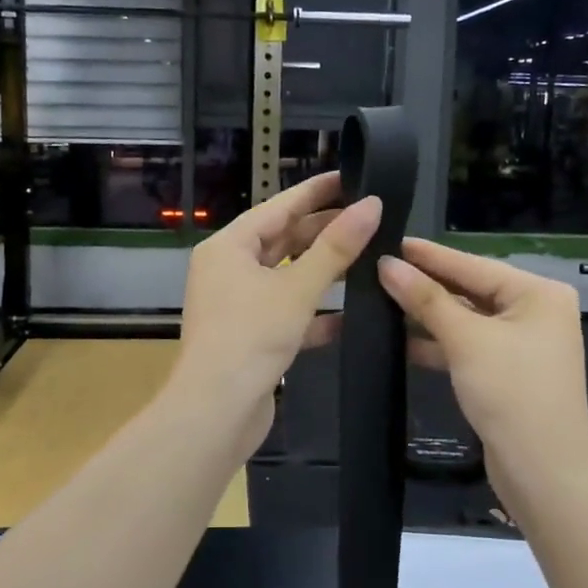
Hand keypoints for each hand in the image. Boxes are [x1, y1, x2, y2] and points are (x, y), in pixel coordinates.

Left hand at [171, 173, 382, 458]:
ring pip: (287, 277)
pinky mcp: (250, 336)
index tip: (351, 176)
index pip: (278, 207)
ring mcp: (238, 304)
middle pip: (282, 240)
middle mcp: (228, 270)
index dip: (316, 191)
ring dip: (323, 271)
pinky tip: (350, 314)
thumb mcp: (297, 288)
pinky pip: (287, 312)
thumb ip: (336, 248)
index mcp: (229, 247)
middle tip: (369, 217)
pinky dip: (314, 312)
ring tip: (368, 258)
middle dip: (324, 231)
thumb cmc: (251, 337)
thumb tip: (372, 205)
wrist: (216, 411)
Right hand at [378, 239, 587, 490]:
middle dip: (426, 285)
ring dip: (428, 315)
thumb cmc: (511, 392)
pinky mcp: (508, 372)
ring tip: (381, 300)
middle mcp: (536, 312)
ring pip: (467, 320)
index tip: (391, 242)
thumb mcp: (466, 340)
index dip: (429, 255)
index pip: (474, 264)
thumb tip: (386, 265)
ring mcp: (523, 344)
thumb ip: (426, 299)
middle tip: (380, 269)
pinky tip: (402, 340)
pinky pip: (468, 346)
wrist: (544, 472)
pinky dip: (440, 344)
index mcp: (539, 293)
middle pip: (471, 290)